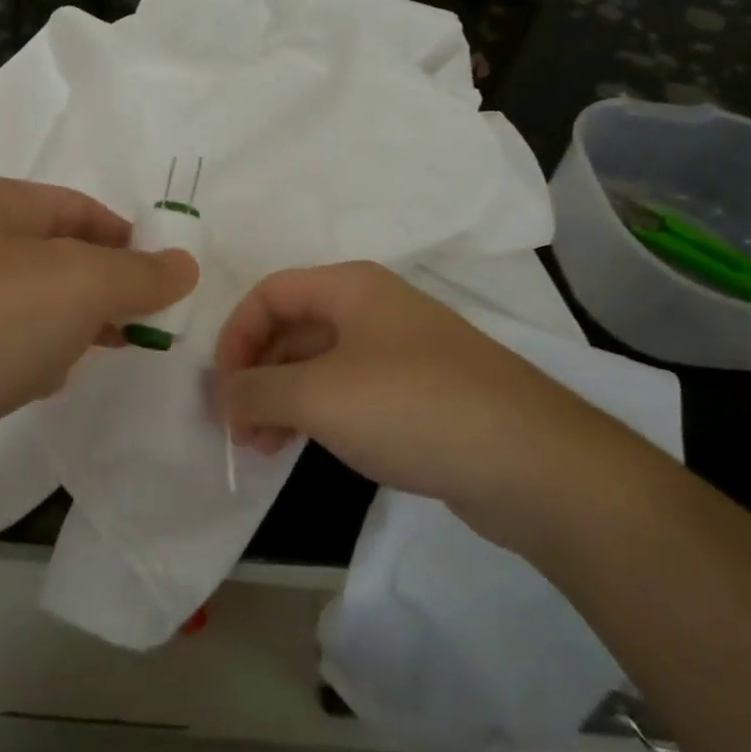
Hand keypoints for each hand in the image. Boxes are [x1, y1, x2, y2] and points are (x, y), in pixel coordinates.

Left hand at [0, 178, 197, 457]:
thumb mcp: (76, 286)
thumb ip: (137, 275)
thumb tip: (185, 263)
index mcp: (1, 209)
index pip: (82, 209)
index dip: (129, 238)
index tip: (168, 281)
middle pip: (55, 257)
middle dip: (104, 287)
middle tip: (147, 325)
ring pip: (26, 306)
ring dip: (68, 325)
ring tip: (106, 352)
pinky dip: (28, 361)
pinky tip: (43, 385)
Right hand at [213, 262, 638, 546]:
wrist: (532, 463)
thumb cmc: (414, 408)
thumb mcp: (320, 396)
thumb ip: (257, 391)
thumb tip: (218, 395)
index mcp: (351, 288)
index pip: (271, 293)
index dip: (236, 334)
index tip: (223, 387)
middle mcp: (374, 309)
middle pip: (293, 327)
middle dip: (258, 374)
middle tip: (238, 427)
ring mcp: (400, 352)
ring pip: (320, 364)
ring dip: (283, 399)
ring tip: (262, 448)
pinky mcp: (418, 395)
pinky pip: (349, 393)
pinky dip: (317, 414)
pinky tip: (304, 448)